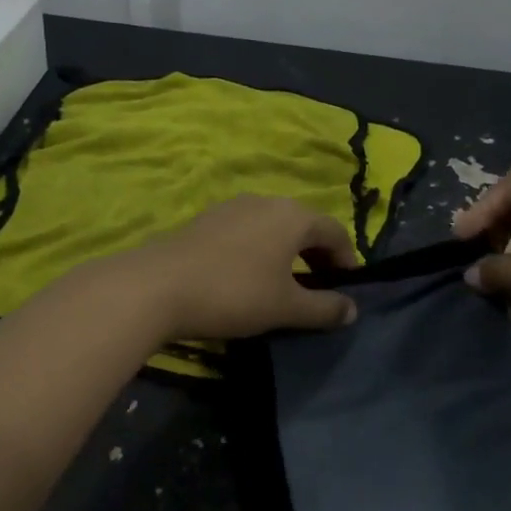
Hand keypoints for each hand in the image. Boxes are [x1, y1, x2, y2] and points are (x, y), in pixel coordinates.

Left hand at [124, 196, 359, 340]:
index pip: (335, 232)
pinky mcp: (205, 219)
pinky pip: (246, 232)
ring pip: (273, 227)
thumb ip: (324, 308)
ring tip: (284, 285)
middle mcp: (266, 201)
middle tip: (319, 289)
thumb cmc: (235, 293)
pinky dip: (259, 251)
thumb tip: (352, 310)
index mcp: (293, 216)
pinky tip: (247, 277)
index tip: (347, 290)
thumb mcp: (286, 307)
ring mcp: (232, 207)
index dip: (347, 261)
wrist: (158, 286)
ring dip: (286, 253)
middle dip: (316, 256)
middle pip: (304, 226)